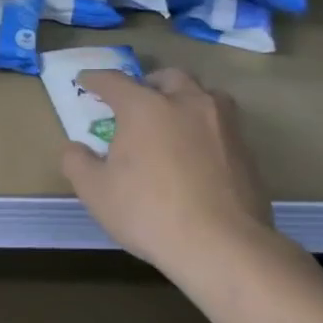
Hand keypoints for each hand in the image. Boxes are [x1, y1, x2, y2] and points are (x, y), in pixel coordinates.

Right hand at [61, 67, 274, 274]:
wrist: (221, 245)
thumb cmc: (147, 212)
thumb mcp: (94, 190)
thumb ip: (77, 162)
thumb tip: (76, 148)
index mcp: (145, 107)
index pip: (114, 81)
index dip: (96, 79)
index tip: (85, 81)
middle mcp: (187, 104)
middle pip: (168, 77)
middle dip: (148, 83)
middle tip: (135, 101)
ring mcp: (223, 125)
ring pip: (205, 95)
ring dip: (185, 99)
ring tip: (173, 120)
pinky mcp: (247, 151)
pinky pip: (222, 126)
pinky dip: (205, 129)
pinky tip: (196, 154)